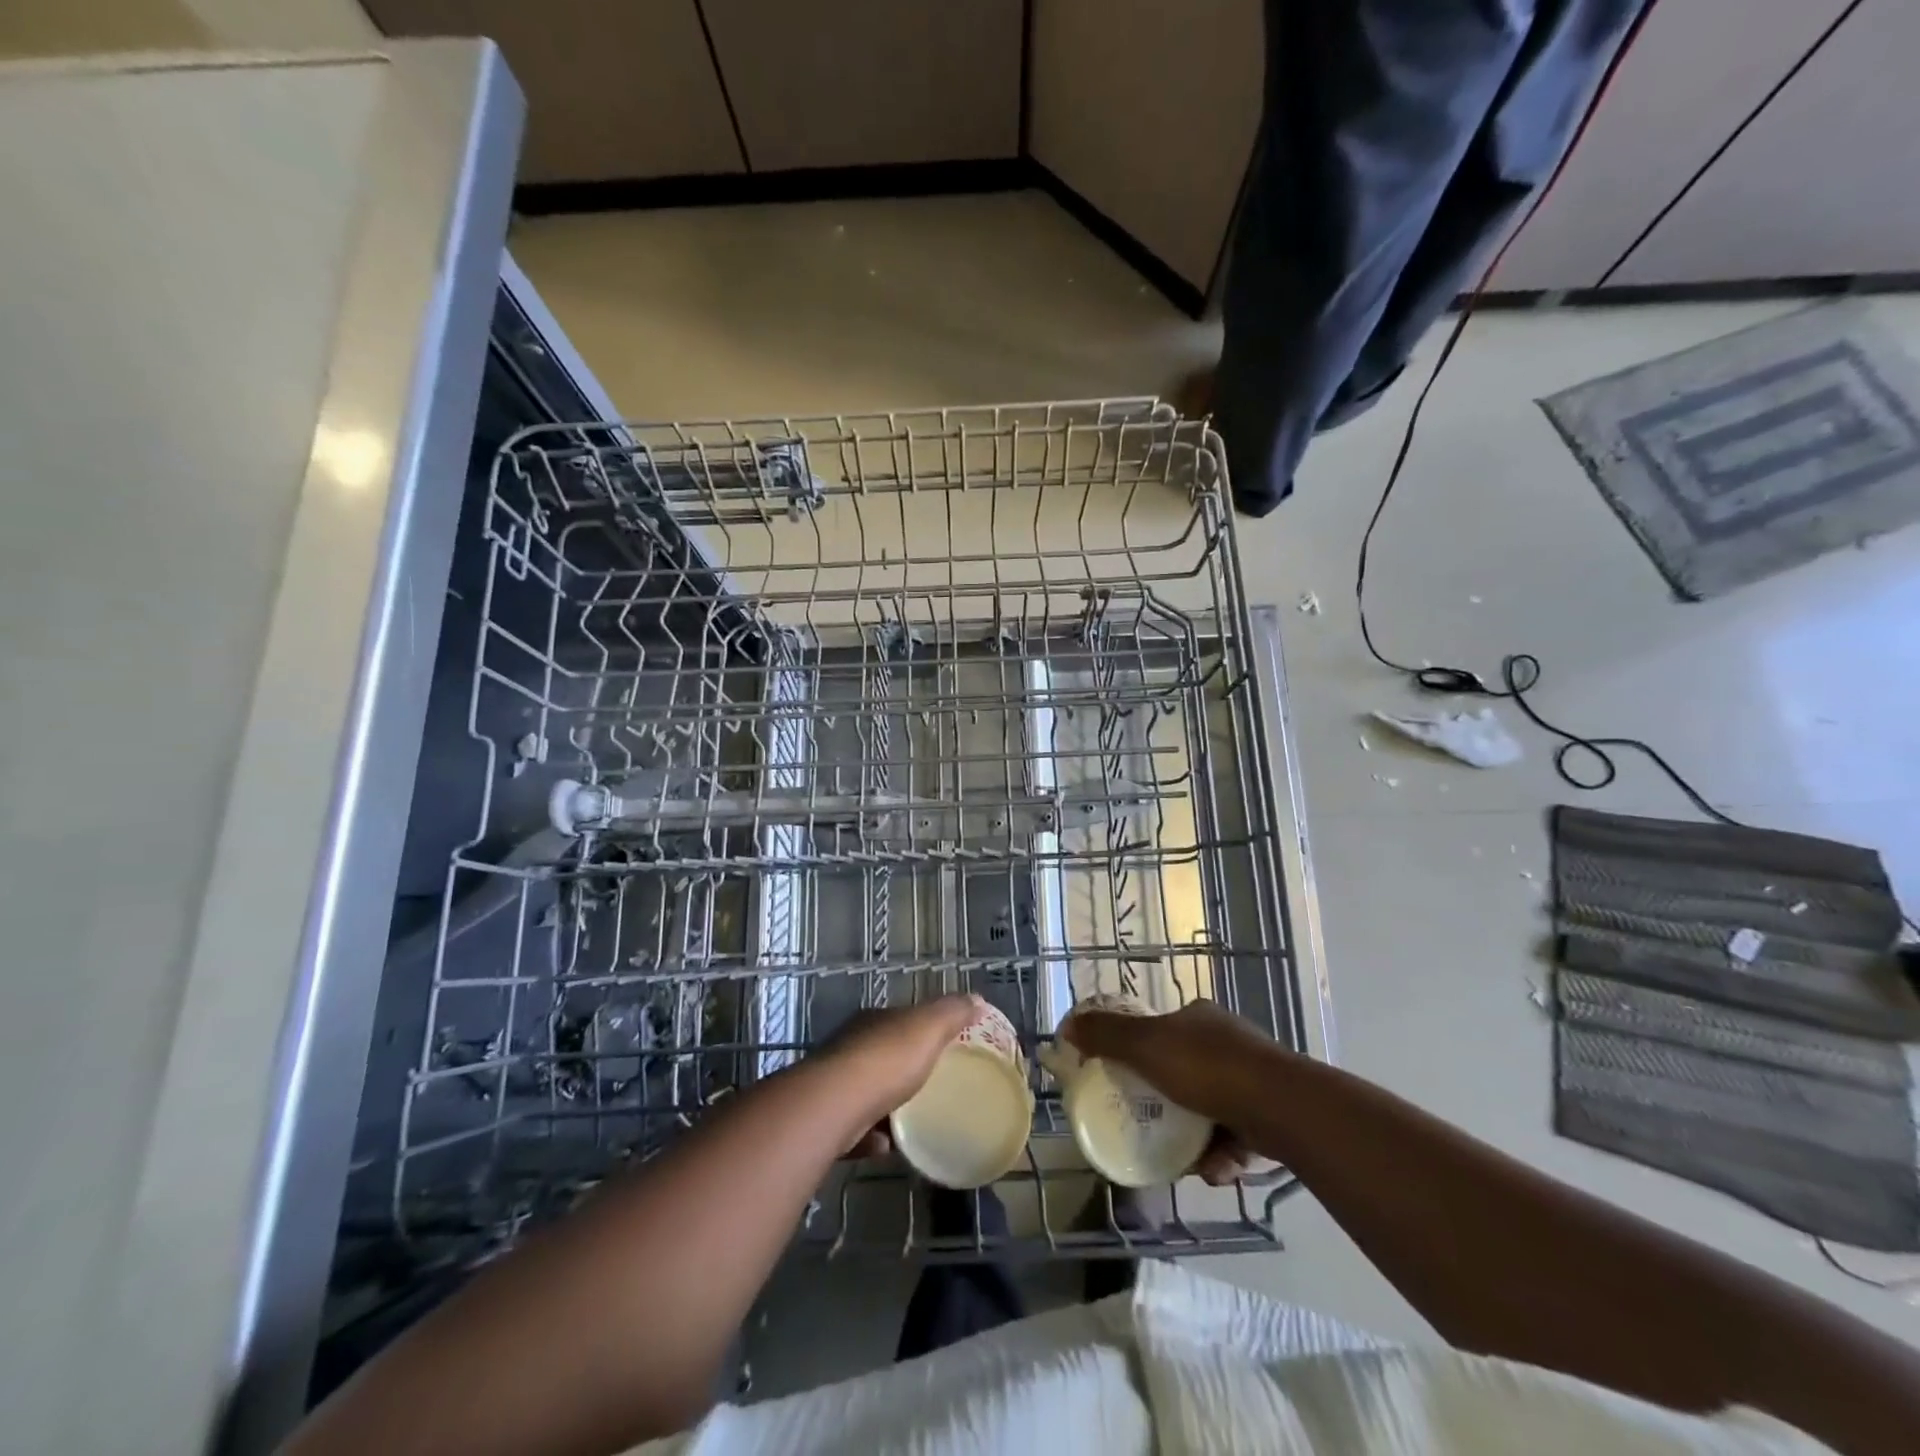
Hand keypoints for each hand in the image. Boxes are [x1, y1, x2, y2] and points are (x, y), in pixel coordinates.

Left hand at [819, 994, 983, 1154]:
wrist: (834, 1105)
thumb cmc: (886, 1060)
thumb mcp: (928, 1028)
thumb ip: (952, 1013)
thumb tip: (976, 999)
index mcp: (874, 1022)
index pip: (900, 1020)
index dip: (921, 1031)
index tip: (942, 1049)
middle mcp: (850, 1047)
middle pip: (882, 1056)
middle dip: (903, 1071)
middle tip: (932, 1089)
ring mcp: (834, 1083)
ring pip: (867, 1093)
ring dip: (888, 1108)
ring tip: (913, 1123)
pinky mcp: (826, 1119)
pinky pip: (855, 1129)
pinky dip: (872, 1137)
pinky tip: (889, 1147)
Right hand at [1063, 999, 1279, 1183]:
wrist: (1281, 1107)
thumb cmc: (1207, 1068)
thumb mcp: (1145, 1047)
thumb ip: (1106, 1036)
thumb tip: (1067, 1025)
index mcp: (1198, 1017)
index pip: (1161, 1031)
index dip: (1141, 1055)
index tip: (1128, 1084)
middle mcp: (1227, 1040)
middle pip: (1184, 1072)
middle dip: (1169, 1106)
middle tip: (1153, 1129)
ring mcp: (1254, 1075)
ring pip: (1211, 1108)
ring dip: (1195, 1137)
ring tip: (1187, 1161)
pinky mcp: (1274, 1111)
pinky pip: (1236, 1133)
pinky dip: (1222, 1153)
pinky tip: (1216, 1169)